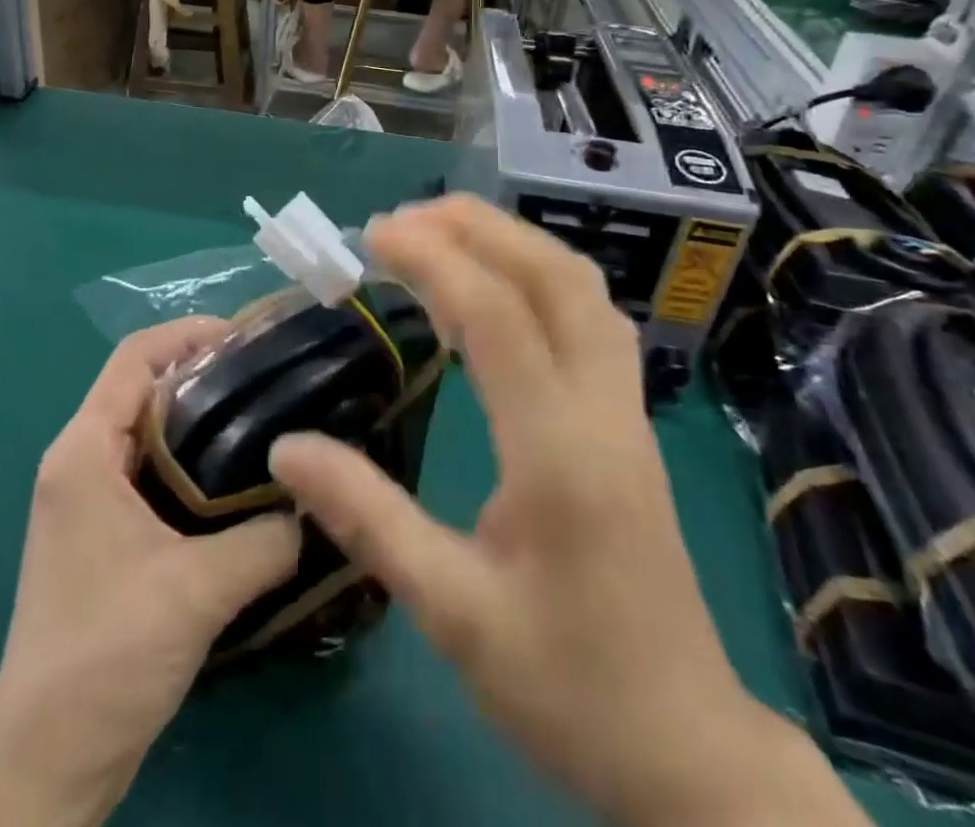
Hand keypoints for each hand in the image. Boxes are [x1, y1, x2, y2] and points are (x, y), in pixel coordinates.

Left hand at [0, 319, 300, 826]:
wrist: (44, 764)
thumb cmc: (107, 656)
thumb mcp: (198, 591)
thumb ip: (267, 538)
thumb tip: (317, 502)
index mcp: (84, 451)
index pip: (135, 358)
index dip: (189, 335)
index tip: (249, 340)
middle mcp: (79, 461)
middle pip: (144, 388)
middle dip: (205, 375)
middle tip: (271, 380)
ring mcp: (87, 500)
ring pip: (148, 433)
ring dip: (201, 422)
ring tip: (266, 421)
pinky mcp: (101, 535)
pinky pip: (149, 473)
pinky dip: (191, 464)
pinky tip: (239, 482)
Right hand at [268, 196, 863, 826]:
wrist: (688, 753)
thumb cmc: (568, 689)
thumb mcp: (452, 614)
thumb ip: (368, 521)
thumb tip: (285, 450)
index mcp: (560, 454)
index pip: (497, 318)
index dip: (433, 261)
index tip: (372, 235)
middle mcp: (603, 412)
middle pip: (555, 277)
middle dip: (479, 229)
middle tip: (403, 221)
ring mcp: (626, 412)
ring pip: (582, 289)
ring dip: (514, 244)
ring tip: (443, 236)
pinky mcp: (629, 423)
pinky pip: (589, 317)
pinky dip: (539, 277)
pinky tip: (498, 289)